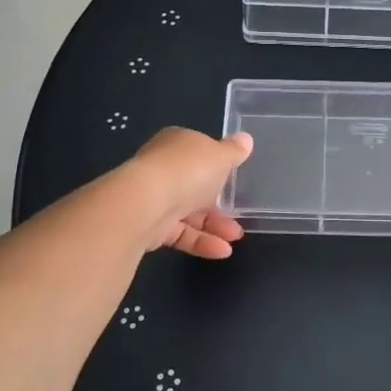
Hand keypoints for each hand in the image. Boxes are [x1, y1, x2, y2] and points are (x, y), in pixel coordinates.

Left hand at [123, 127, 253, 258]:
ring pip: (188, 212)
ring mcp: (154, 198)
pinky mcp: (149, 226)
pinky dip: (201, 241)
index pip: (198, 153)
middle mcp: (162, 169)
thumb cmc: (187, 171)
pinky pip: (180, 233)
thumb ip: (234, 151)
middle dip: (219, 203)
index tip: (235, 180)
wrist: (145, 204)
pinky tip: (222, 251)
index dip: (217, 166)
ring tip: (236, 237)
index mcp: (176, 145)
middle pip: (195, 186)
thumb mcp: (221, 156)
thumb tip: (246, 139)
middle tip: (240, 216)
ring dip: (214, 225)